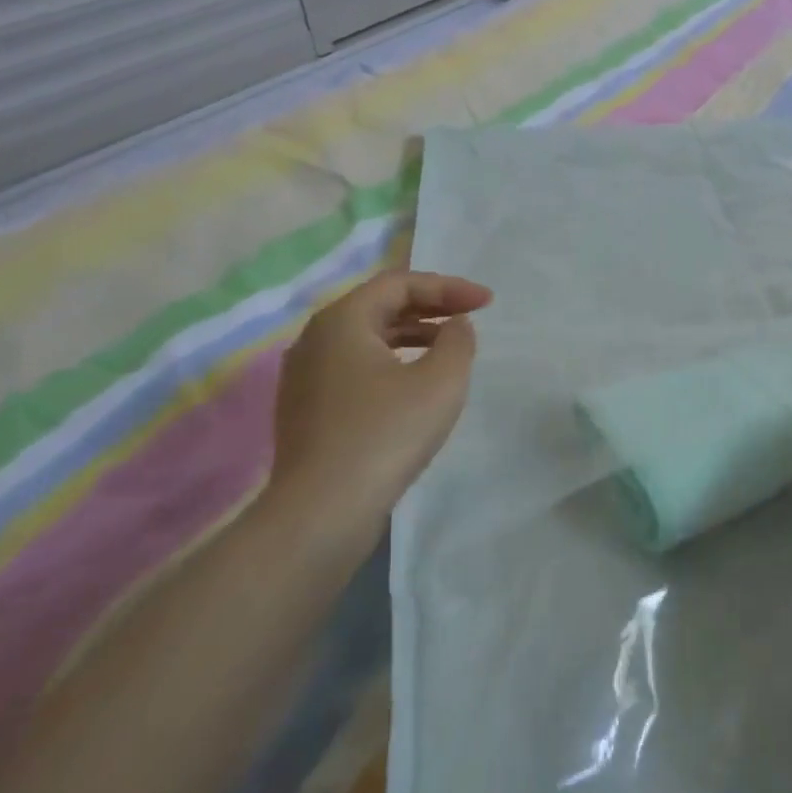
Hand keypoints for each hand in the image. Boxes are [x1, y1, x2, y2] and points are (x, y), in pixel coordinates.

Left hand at [266, 270, 491, 536]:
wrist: (322, 509)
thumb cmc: (386, 433)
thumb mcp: (441, 381)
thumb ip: (458, 342)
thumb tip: (455, 326)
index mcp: (342, 321)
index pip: (399, 283)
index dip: (448, 286)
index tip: (487, 302)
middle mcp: (315, 340)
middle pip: (378, 306)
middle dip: (429, 307)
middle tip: (469, 318)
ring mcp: (304, 377)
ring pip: (365, 339)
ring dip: (411, 335)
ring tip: (448, 350)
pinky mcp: (306, 410)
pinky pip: (354, 368)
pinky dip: (390, 362)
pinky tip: (414, 387)